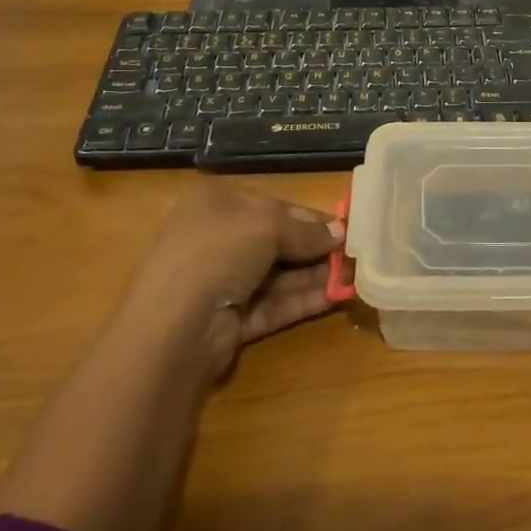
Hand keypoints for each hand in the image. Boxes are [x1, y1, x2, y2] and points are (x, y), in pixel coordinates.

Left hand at [133, 181, 344, 381]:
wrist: (175, 325)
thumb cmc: (217, 252)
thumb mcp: (267, 225)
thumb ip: (305, 230)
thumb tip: (340, 234)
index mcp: (215, 204)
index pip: (270, 206)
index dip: (308, 217)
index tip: (343, 227)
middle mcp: (215, 240)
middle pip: (276, 241)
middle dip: (314, 248)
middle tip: (354, 254)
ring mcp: (221, 282)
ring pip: (277, 275)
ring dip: (315, 274)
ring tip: (356, 275)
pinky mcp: (230, 320)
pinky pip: (274, 304)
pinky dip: (304, 299)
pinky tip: (338, 296)